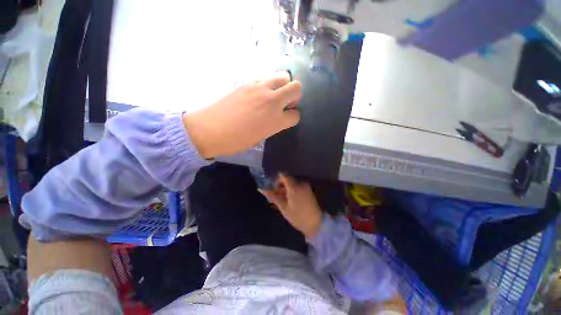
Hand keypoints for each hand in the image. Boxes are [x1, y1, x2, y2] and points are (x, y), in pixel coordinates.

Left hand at [183, 72, 301, 158]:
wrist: (210, 129)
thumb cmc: (237, 140)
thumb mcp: (262, 136)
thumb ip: (275, 124)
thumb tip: (278, 117)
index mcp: (276, 120)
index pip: (295, 115)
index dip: (292, 117)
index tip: (286, 119)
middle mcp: (272, 101)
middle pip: (296, 88)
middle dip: (294, 96)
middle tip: (284, 104)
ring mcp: (260, 88)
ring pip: (283, 76)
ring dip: (283, 86)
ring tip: (273, 96)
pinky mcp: (248, 82)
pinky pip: (266, 77)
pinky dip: (268, 84)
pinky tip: (259, 93)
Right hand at [259, 174, 322, 239]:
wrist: (316, 223)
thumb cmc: (297, 216)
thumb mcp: (283, 207)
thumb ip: (273, 196)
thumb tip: (261, 189)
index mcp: (294, 186)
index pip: (283, 175)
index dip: (276, 180)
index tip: (273, 189)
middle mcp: (301, 183)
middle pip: (287, 179)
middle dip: (281, 186)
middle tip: (276, 196)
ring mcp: (306, 186)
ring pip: (292, 183)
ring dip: (286, 188)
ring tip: (283, 200)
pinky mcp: (308, 189)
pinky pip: (297, 186)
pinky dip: (292, 190)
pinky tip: (290, 200)